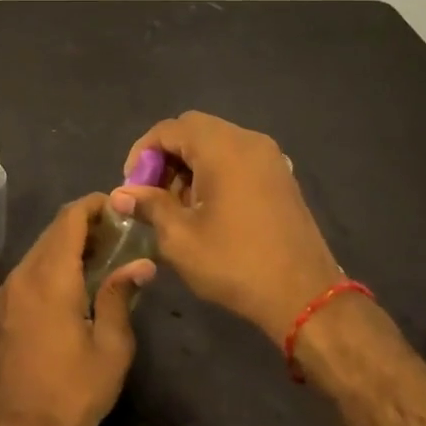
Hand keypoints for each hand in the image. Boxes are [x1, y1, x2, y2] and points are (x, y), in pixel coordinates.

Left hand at [0, 194, 154, 425]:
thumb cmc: (73, 393)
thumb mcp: (110, 347)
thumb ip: (120, 296)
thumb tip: (141, 263)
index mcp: (50, 277)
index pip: (69, 219)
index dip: (95, 205)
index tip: (122, 207)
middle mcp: (24, 274)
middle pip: (55, 230)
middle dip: (86, 223)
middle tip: (121, 232)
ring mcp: (10, 291)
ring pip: (42, 248)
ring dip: (71, 242)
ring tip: (107, 254)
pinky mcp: (5, 308)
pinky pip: (32, 268)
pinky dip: (56, 261)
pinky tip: (80, 279)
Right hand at [113, 111, 342, 344]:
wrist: (304, 296)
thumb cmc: (235, 263)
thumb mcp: (180, 237)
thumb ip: (149, 205)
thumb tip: (121, 195)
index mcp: (222, 147)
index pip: (169, 129)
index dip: (142, 153)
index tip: (132, 186)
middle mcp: (248, 141)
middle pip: (193, 130)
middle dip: (165, 157)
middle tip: (151, 193)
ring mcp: (269, 157)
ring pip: (215, 143)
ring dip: (189, 165)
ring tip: (176, 206)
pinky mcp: (280, 176)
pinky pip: (237, 158)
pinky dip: (214, 171)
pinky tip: (207, 208)